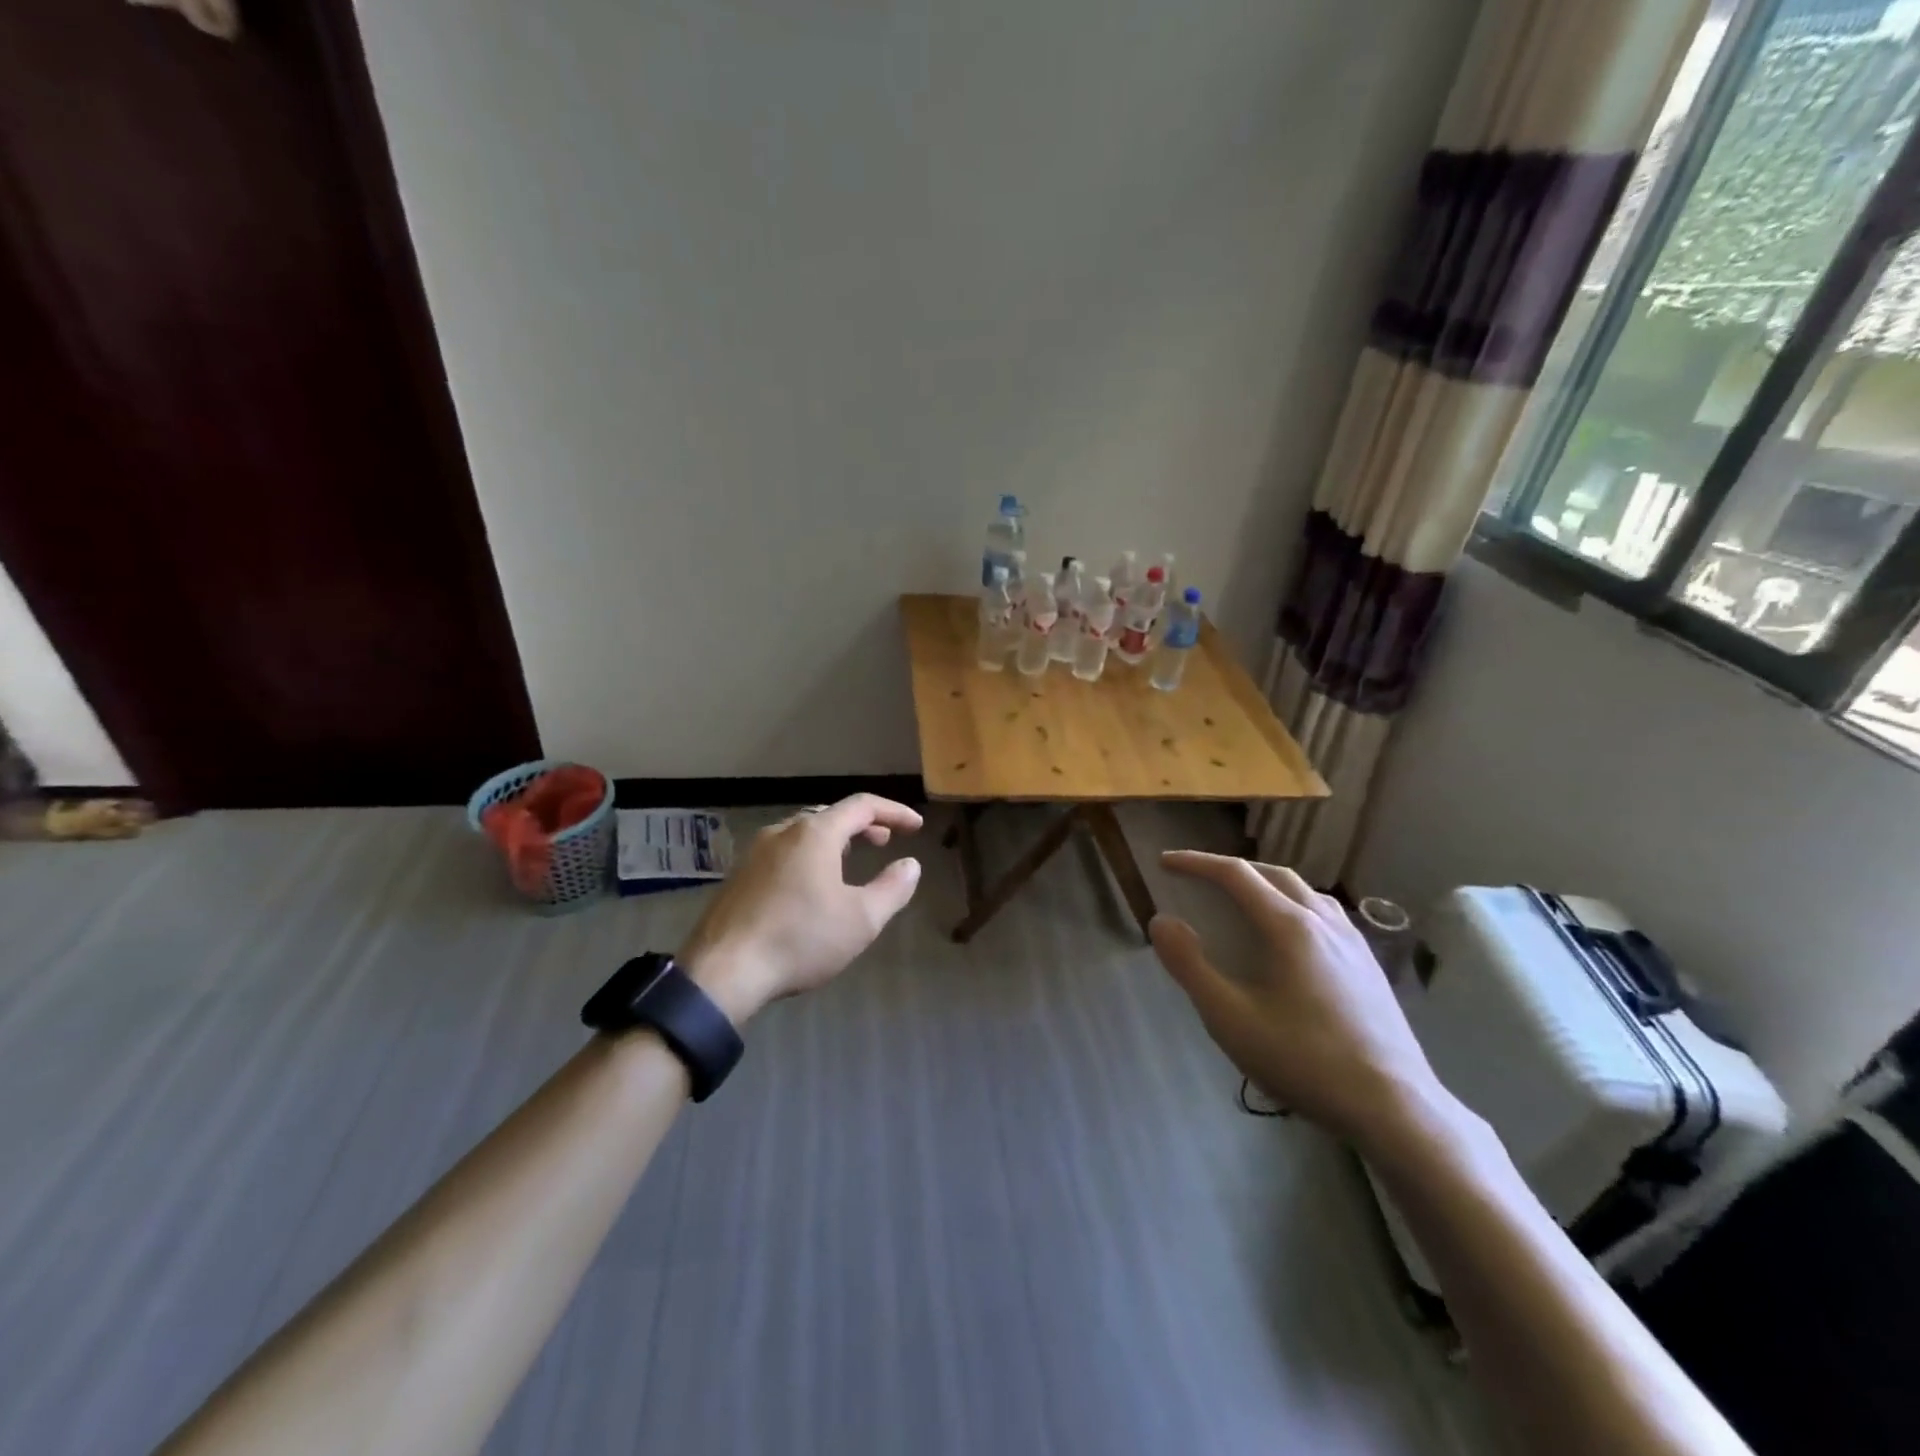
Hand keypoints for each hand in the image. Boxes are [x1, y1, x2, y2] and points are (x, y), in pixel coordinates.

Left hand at [678, 795, 923, 1024]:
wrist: (722, 972)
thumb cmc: (800, 939)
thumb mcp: (861, 919)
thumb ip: (892, 888)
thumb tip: (910, 865)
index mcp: (815, 834)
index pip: (862, 806)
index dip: (893, 812)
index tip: (916, 827)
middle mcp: (782, 832)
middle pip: (829, 815)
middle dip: (861, 825)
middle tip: (883, 841)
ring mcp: (754, 853)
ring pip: (802, 833)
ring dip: (833, 841)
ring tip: (849, 861)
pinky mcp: (738, 877)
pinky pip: (782, 853)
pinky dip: (808, 856)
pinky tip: (809, 887)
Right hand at [1149, 851, 1444, 1150]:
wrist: (1395, 1108)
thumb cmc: (1305, 1060)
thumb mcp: (1230, 1018)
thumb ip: (1190, 966)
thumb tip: (1161, 921)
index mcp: (1289, 926)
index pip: (1235, 875)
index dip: (1196, 863)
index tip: (1165, 862)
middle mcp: (1323, 921)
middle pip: (1272, 874)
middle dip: (1231, 869)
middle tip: (1199, 879)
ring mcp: (1353, 942)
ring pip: (1304, 891)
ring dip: (1265, 884)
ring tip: (1243, 901)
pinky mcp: (1370, 965)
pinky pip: (1325, 914)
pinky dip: (1294, 905)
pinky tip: (1292, 937)